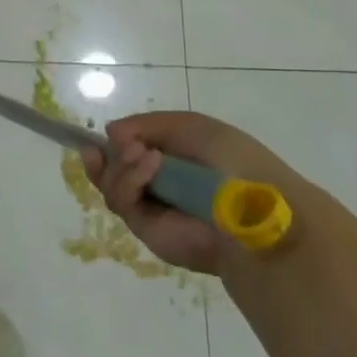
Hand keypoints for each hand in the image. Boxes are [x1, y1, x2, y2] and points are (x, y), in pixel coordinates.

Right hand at [84, 111, 300, 275]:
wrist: (253, 210)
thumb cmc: (231, 159)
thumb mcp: (191, 127)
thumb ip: (148, 125)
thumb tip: (110, 132)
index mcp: (174, 158)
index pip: (132, 150)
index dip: (113, 142)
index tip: (103, 135)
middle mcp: (160, 184)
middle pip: (114, 170)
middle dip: (107, 156)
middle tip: (114, 145)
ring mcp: (153, 208)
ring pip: (113, 185)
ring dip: (121, 164)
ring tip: (142, 154)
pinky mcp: (148, 231)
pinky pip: (123, 203)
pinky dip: (130, 180)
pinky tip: (150, 165)